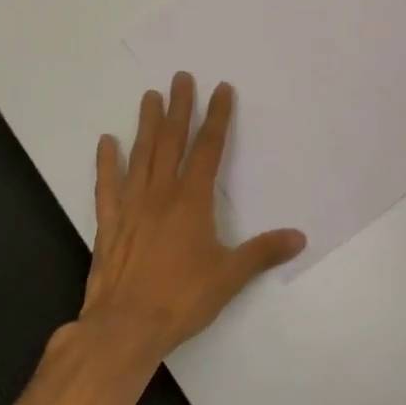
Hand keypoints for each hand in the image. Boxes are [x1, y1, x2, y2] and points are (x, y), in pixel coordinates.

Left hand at [80, 72, 305, 366]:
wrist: (125, 327)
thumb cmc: (182, 298)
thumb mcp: (230, 276)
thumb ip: (263, 252)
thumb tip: (299, 237)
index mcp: (192, 201)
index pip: (208, 148)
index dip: (216, 117)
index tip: (220, 89)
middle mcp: (161, 194)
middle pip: (171, 141)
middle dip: (179, 107)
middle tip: (180, 77)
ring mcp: (131, 205)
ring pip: (141, 155)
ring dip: (146, 124)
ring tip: (149, 96)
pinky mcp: (109, 223)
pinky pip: (107, 185)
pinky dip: (106, 162)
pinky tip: (106, 141)